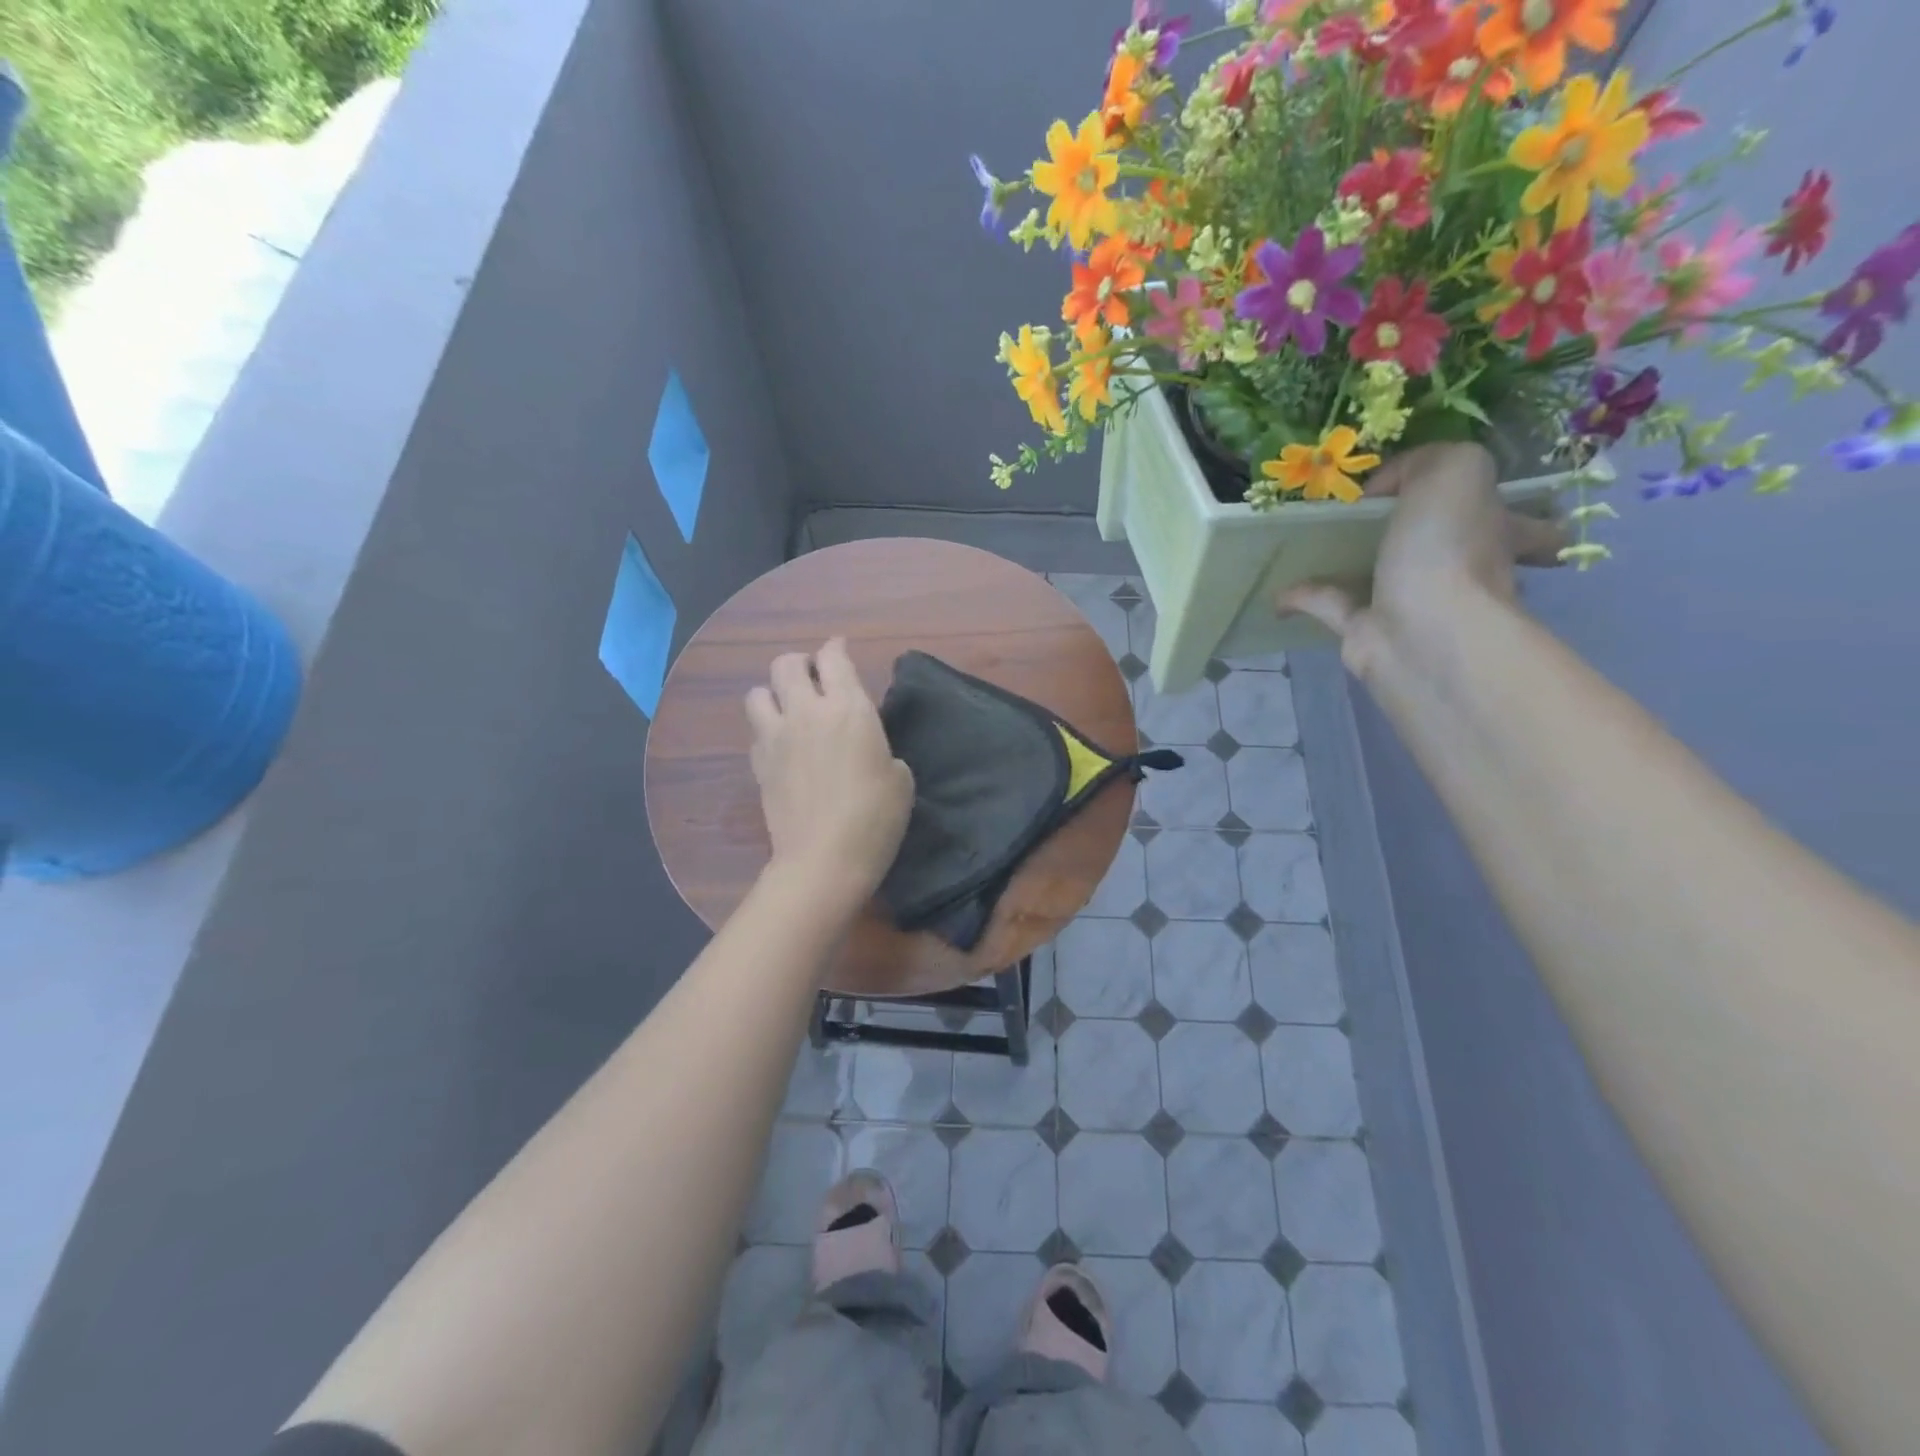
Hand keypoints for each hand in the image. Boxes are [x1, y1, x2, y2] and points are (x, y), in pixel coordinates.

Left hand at [745, 639, 914, 911]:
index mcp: (848, 708)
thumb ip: (879, 748)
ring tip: (789, 710)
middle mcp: (806, 712)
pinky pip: (756, 732)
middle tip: (814, 680)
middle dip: (800, 664)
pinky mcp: (758, 764)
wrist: (824, 859)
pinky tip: (782, 747)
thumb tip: (866, 748)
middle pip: (786, 664)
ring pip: (757, 692)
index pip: (833, 657)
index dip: (836, 649)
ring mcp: (776, 737)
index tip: (839, 651)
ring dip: (773, 694)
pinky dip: (767, 731)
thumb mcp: (899, 778)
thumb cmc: (875, 818)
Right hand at [1280, 443, 1564, 680]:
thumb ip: (1423, 461)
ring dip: (1351, 563)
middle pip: (1449, 551)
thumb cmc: (1449, 549)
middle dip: (1424, 537)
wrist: (1421, 633)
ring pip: (1382, 576)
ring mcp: (1412, 604)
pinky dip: (1304, 595)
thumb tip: (1382, 487)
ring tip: (1314, 543)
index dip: (1513, 518)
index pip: (1526, 528)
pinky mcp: (1366, 631)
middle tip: (1375, 519)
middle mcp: (1461, 572)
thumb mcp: (1453, 471)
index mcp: (1496, 533)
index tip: (1477, 508)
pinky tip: (1278, 586)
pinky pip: (1331, 605)